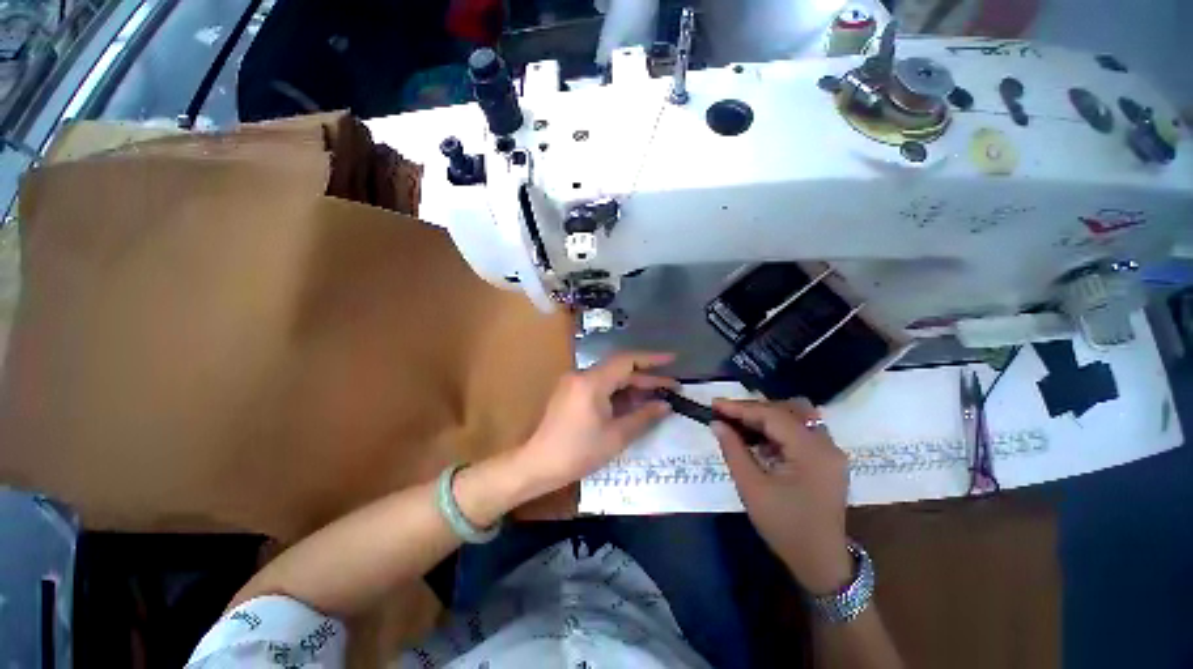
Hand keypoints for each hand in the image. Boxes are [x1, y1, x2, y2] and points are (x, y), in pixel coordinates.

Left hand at [517, 352, 676, 493]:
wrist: (538, 464)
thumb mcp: (616, 436)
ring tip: (658, 396)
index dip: (652, 359)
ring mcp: (574, 382)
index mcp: (591, 382)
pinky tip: (633, 403)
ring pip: (610, 378)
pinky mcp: (570, 391)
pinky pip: (600, 386)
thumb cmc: (578, 452)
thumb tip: (666, 405)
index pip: (626, 361)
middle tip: (672, 387)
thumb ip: (643, 417)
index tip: (673, 359)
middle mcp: (581, 375)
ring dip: (633, 387)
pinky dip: (618, 393)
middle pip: (619, 370)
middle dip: (646, 378)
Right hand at [711, 399, 851, 594]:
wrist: (821, 563)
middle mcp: (827, 444)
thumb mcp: (751, 488)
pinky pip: (801, 431)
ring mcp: (831, 451)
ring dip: (767, 416)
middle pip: (787, 410)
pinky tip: (760, 440)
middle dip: (753, 409)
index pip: (772, 415)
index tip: (714, 405)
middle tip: (726, 415)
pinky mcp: (827, 459)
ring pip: (796, 416)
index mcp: (811, 451)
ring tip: (741, 425)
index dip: (740, 407)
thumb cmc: (784, 527)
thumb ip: (733, 450)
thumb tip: (717, 423)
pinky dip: (778, 429)